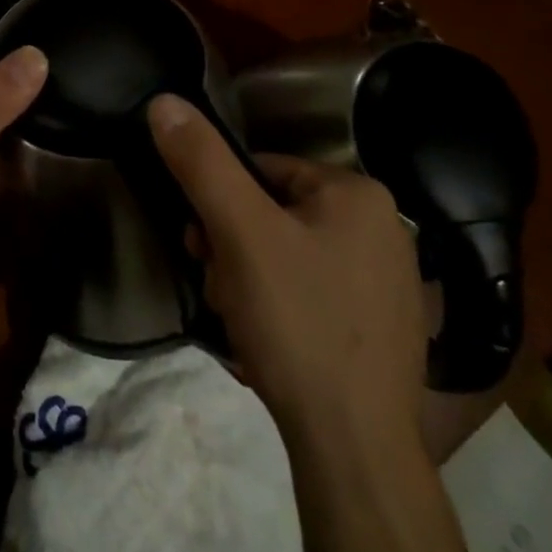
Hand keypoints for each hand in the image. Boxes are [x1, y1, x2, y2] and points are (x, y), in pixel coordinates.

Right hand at [148, 94, 424, 451]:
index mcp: (358, 194)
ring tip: (242, 322)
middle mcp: (384, 228)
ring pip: (288, 256)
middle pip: (273, 213)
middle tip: (221, 288)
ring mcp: (388, 283)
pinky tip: (269, 344)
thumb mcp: (238, 231)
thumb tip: (163, 101)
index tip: (201, 246)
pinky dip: (280, 310)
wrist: (355, 451)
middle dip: (233, 248)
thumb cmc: (297, 321)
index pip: (261, 170)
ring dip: (249, 280)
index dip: (219, 204)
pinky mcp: (382, 329)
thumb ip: (201, 162)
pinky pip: (312, 294)